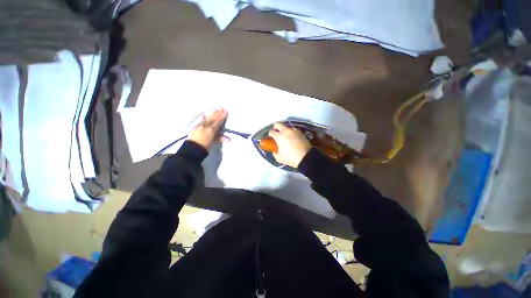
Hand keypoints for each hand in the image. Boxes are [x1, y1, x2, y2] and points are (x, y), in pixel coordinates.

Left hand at [187, 108, 228, 148]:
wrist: (192, 148)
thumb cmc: (205, 146)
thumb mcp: (213, 142)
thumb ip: (220, 138)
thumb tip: (229, 139)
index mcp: (211, 129)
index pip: (218, 122)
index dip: (222, 117)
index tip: (226, 111)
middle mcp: (206, 126)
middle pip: (213, 118)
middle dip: (217, 113)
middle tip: (221, 108)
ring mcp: (200, 126)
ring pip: (207, 118)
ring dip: (211, 114)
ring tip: (215, 110)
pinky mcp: (195, 127)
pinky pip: (200, 121)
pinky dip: (203, 118)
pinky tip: (203, 115)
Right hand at [268, 123, 311, 167]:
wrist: (306, 157)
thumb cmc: (290, 158)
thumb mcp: (279, 158)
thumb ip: (275, 152)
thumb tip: (274, 150)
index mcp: (279, 136)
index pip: (271, 131)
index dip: (270, 134)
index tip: (271, 138)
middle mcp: (286, 131)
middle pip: (278, 124)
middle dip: (275, 127)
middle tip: (276, 133)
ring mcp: (294, 131)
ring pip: (287, 127)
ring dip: (284, 130)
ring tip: (285, 136)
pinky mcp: (300, 133)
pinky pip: (293, 130)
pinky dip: (291, 132)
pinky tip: (292, 138)